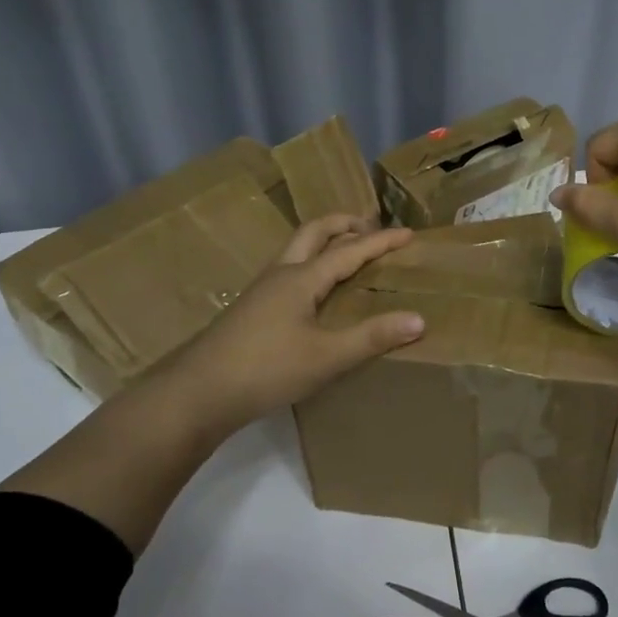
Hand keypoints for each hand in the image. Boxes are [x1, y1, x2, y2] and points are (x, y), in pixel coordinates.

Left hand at [154, 214, 425, 436]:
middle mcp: (281, 274)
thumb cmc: (266, 369)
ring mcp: (262, 290)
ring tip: (346, 251)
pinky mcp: (251, 308)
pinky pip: (289, 270)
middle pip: (314, 232)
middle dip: (345, 224)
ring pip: (297, 249)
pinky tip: (314, 290)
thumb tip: (419, 319)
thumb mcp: (326, 357)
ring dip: (325, 241)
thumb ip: (372, 337)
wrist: (198, 392)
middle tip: (371, 227)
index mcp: (301, 278)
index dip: (380, 242)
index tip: (409, 233)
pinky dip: (311, 263)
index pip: (349, 250)